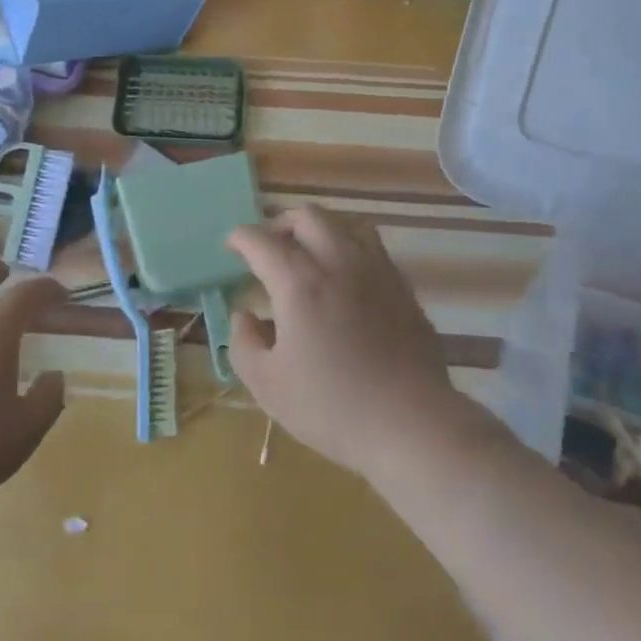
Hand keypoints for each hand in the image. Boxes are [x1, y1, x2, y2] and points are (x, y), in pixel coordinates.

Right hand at [227, 205, 467, 476]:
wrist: (410, 423)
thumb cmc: (331, 406)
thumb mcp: (267, 384)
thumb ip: (244, 342)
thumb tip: (245, 315)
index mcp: (300, 282)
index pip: (262, 240)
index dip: (240, 238)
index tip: (231, 247)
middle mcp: (339, 262)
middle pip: (308, 216)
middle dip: (280, 224)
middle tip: (268, 248)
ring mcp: (376, 271)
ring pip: (346, 224)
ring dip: (319, 230)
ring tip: (308, 254)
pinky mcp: (402, 287)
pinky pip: (372, 248)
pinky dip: (349, 249)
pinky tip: (345, 278)